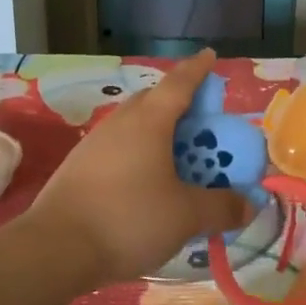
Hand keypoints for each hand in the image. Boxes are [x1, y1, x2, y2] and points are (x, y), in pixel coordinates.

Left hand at [28, 50, 248, 286]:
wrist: (54, 249)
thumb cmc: (128, 218)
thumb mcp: (185, 216)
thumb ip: (221, 207)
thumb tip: (251, 205)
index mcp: (150, 121)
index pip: (180, 83)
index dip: (198, 69)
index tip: (210, 55)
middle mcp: (121, 123)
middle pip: (154, 101)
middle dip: (180, 103)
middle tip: (201, 119)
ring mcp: (95, 144)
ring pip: (134, 125)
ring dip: (158, 132)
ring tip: (177, 154)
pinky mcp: (79, 168)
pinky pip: (119, 148)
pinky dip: (139, 154)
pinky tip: (145, 181)